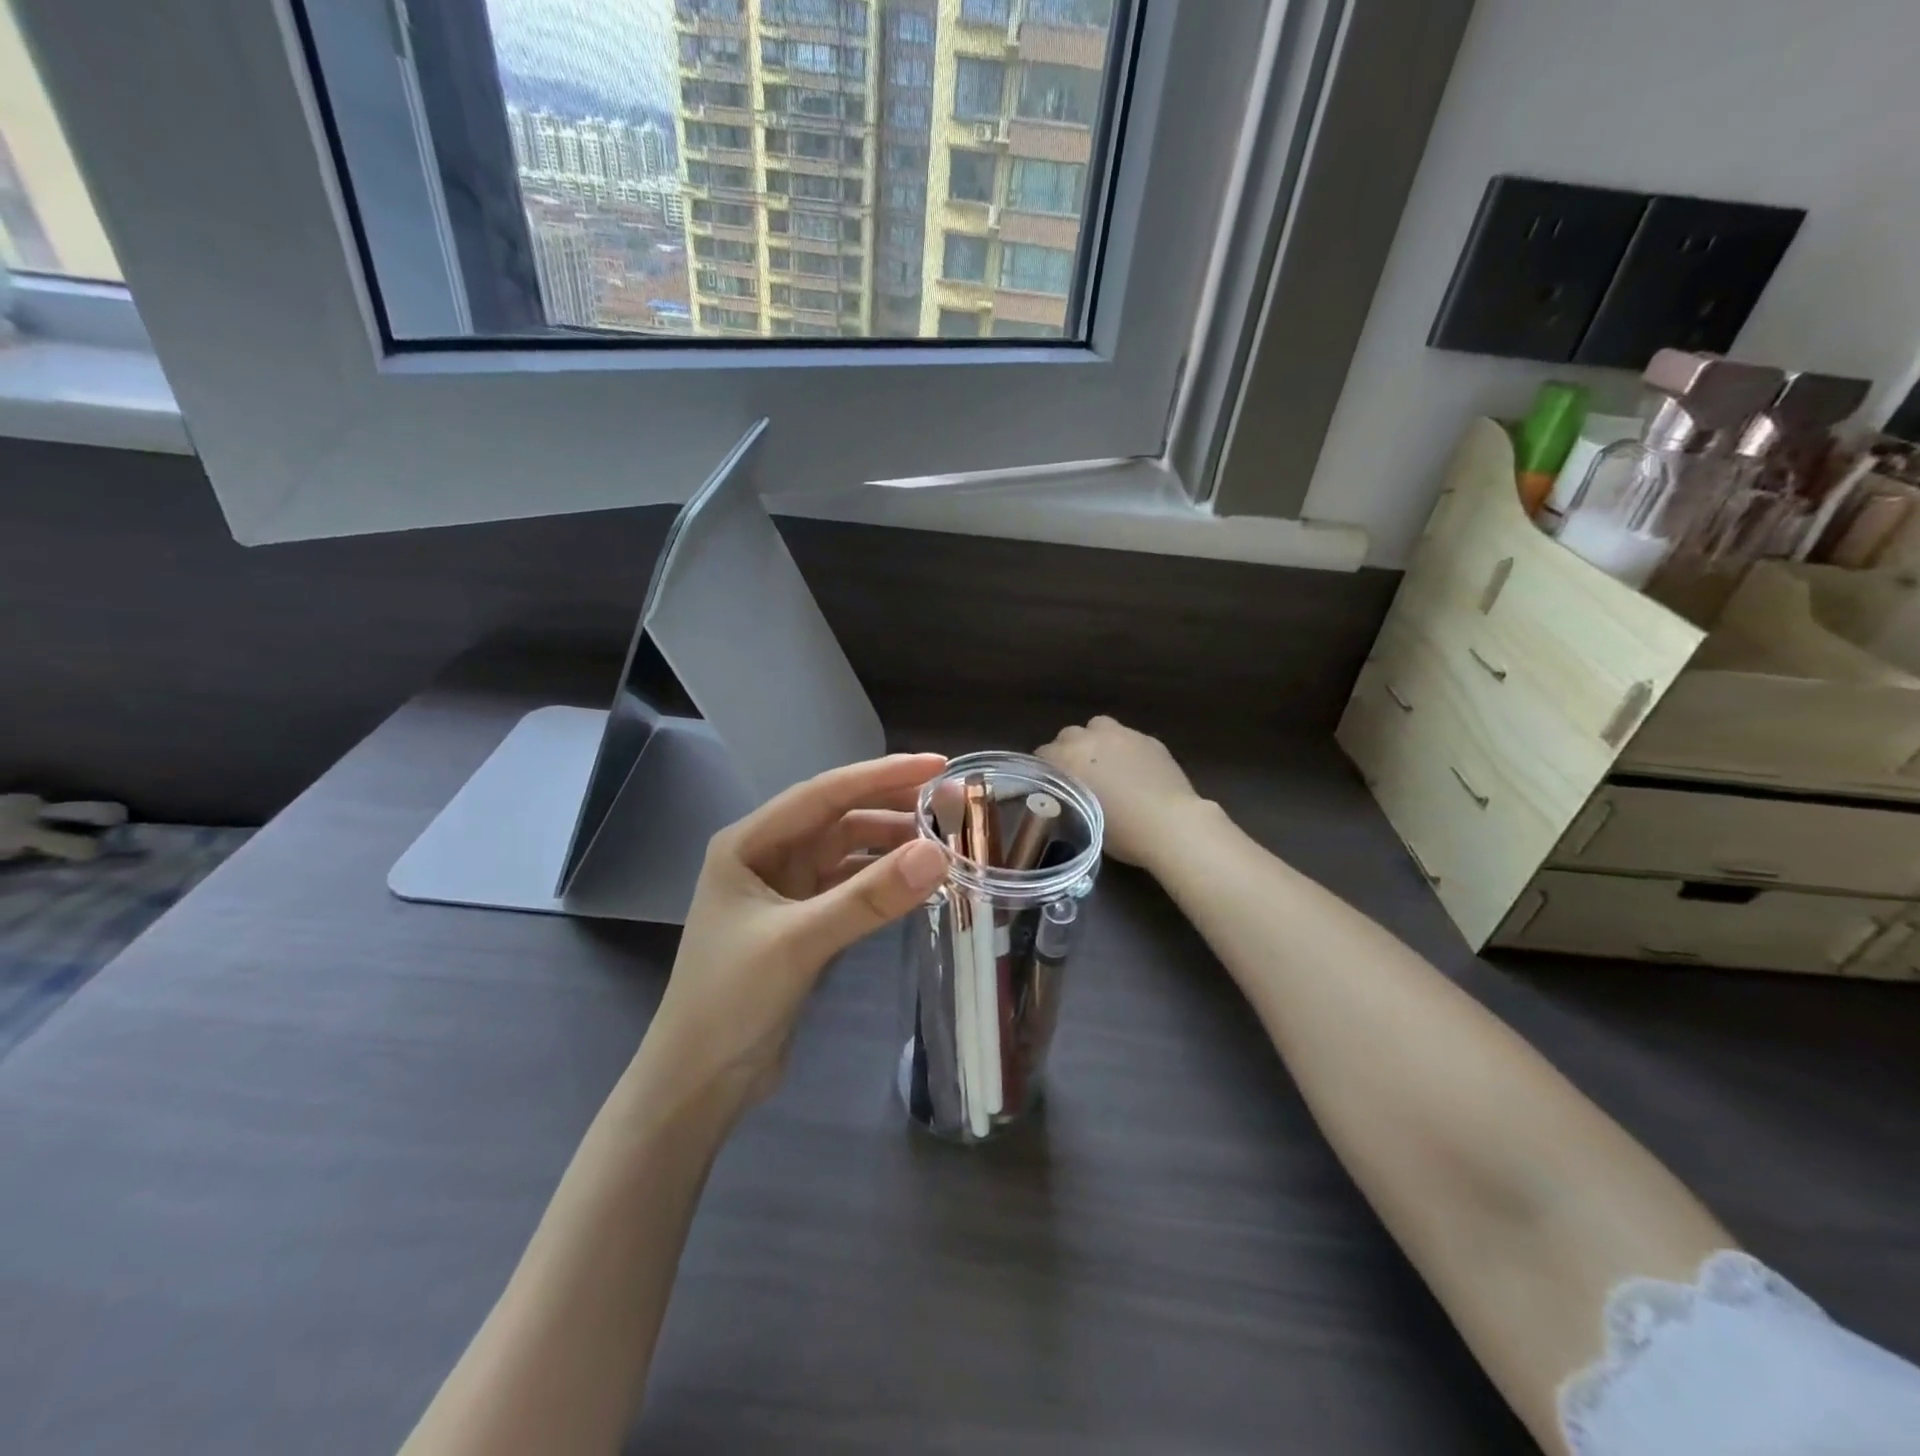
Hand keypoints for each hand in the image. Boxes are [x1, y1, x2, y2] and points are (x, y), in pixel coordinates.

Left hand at [643, 754, 950, 1116]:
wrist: (699, 1082)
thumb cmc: (731, 1001)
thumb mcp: (799, 942)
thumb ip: (868, 898)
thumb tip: (938, 854)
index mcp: (749, 843)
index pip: (824, 793)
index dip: (881, 775)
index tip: (937, 765)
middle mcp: (766, 856)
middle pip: (839, 818)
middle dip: (892, 808)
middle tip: (951, 805)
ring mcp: (784, 890)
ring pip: (848, 852)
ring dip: (891, 847)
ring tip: (944, 846)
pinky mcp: (801, 922)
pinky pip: (850, 887)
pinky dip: (882, 882)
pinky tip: (916, 884)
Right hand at [1038, 716, 1202, 870]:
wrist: (1171, 825)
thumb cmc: (1122, 832)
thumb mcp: (1082, 818)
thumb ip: (1068, 796)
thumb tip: (1066, 793)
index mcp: (1069, 759)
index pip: (1043, 753)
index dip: (1045, 769)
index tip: (1050, 785)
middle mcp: (1092, 739)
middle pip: (1069, 734)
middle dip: (1069, 750)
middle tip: (1077, 774)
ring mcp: (1123, 735)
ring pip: (1098, 726)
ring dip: (1095, 741)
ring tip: (1104, 763)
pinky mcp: (1150, 740)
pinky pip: (1128, 736)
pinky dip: (1124, 748)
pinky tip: (1133, 769)